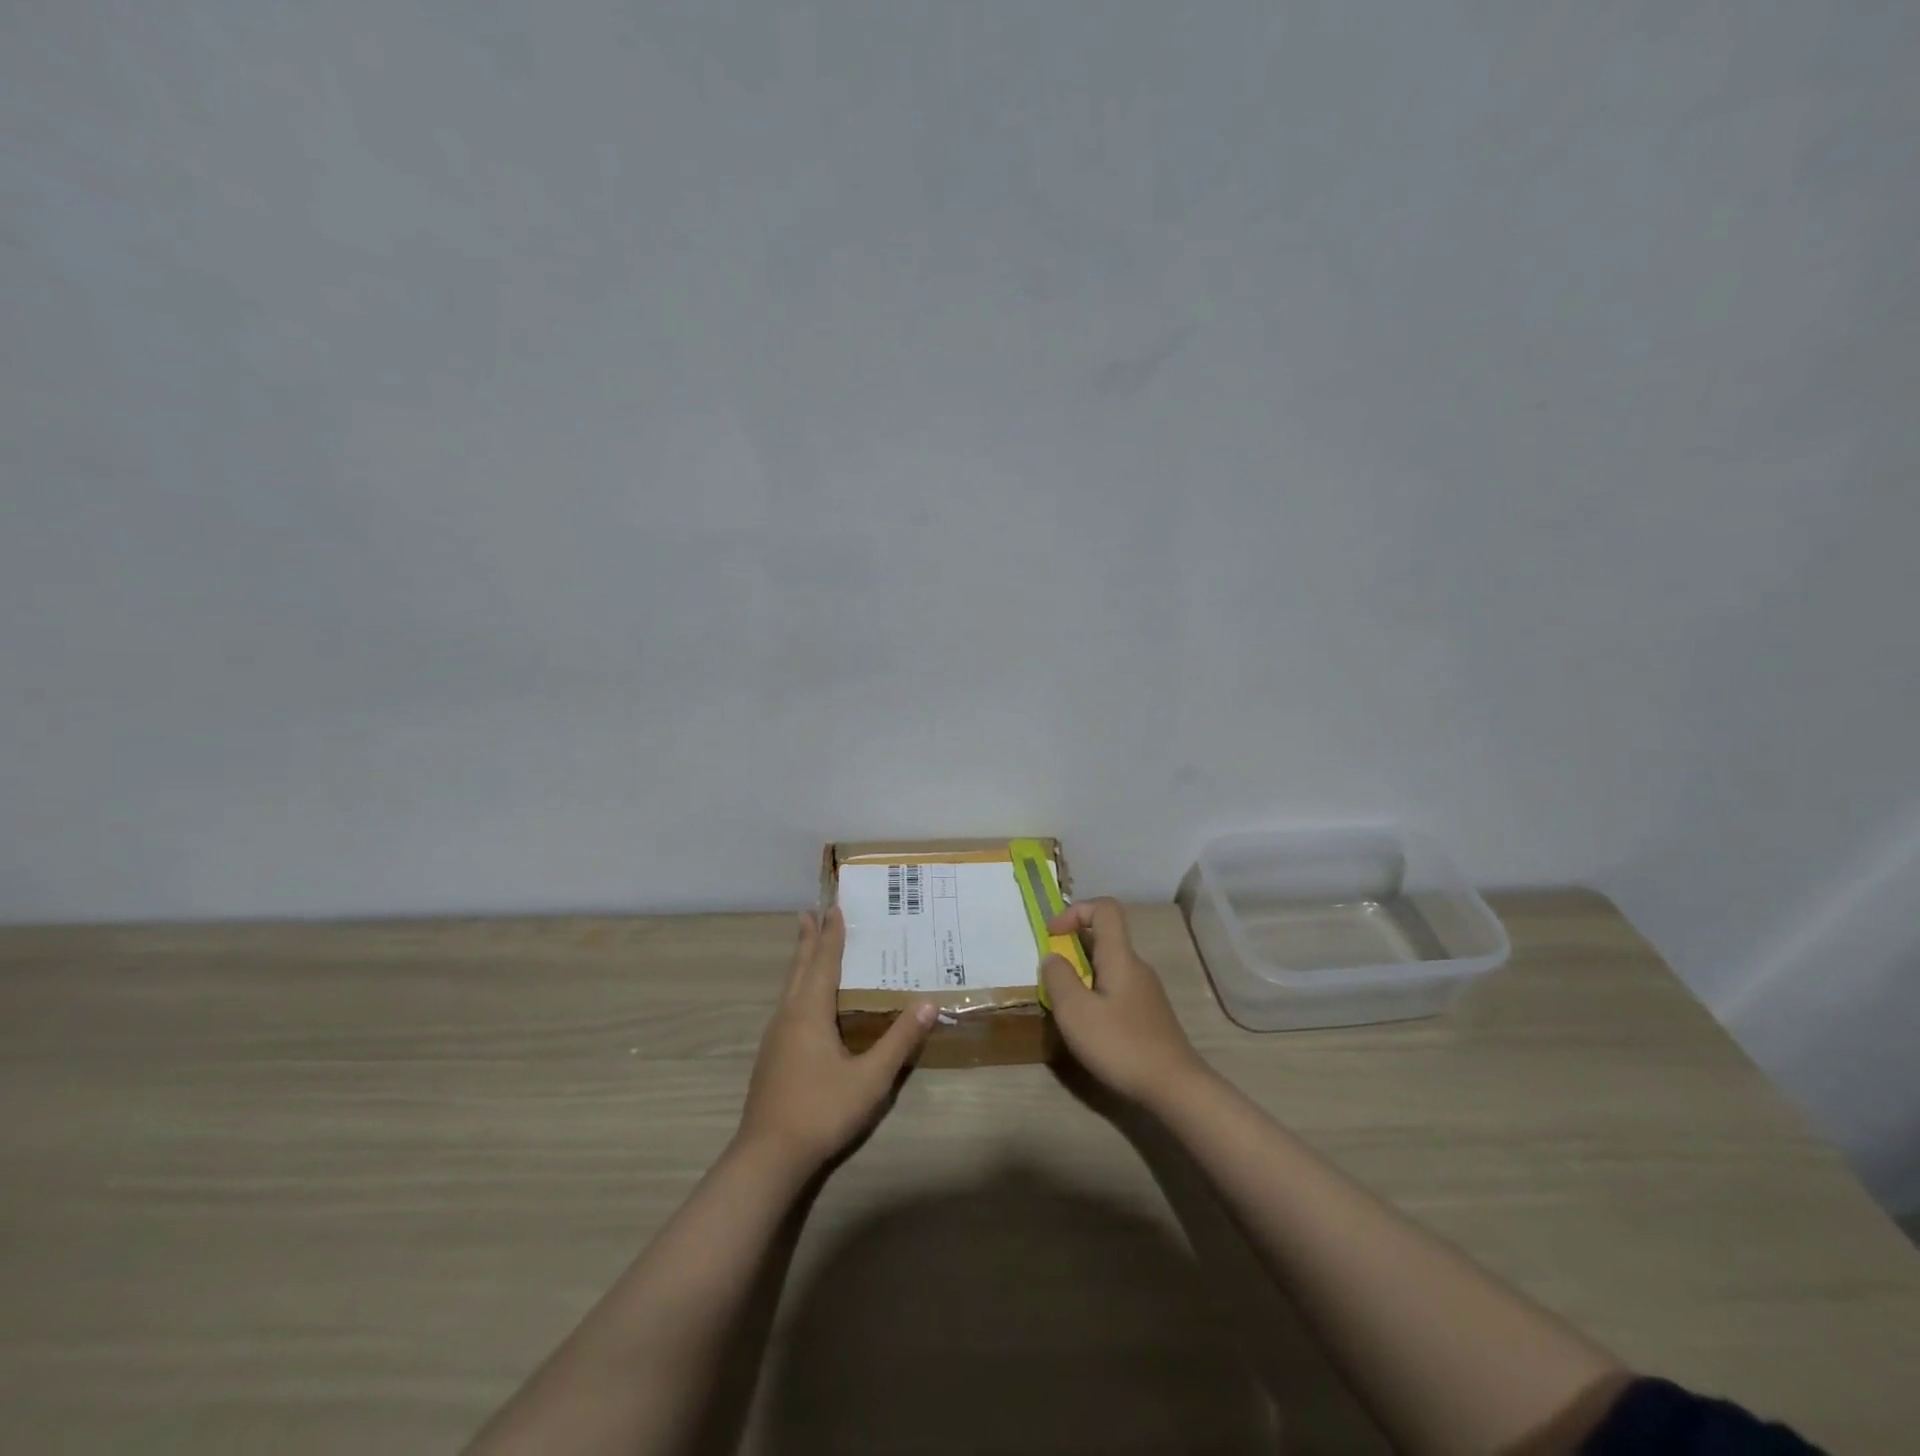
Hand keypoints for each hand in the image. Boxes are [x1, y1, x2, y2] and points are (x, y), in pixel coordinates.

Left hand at [736, 907, 935, 1171]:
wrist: (768, 1158)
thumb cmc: (822, 1110)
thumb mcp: (871, 1078)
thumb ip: (899, 1040)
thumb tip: (928, 1003)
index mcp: (809, 1012)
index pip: (824, 962)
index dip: (831, 935)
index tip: (834, 907)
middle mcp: (788, 1016)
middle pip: (799, 968)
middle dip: (808, 940)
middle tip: (810, 912)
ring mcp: (776, 1037)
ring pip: (789, 987)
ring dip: (801, 962)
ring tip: (807, 946)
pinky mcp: (772, 1057)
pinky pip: (787, 1005)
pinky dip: (798, 987)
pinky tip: (804, 1002)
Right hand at [1039, 898, 1209, 1107]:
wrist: (1175, 1088)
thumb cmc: (1121, 1044)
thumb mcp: (1075, 1012)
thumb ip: (1058, 978)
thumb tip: (1053, 956)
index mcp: (1120, 956)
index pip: (1104, 908)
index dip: (1075, 911)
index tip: (1052, 936)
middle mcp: (1136, 966)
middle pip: (1104, 938)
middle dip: (1072, 949)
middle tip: (1052, 979)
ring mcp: (1146, 991)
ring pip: (1109, 966)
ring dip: (1082, 976)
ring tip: (1066, 1008)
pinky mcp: (1149, 1014)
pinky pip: (1117, 989)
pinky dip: (1096, 995)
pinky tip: (1090, 1027)